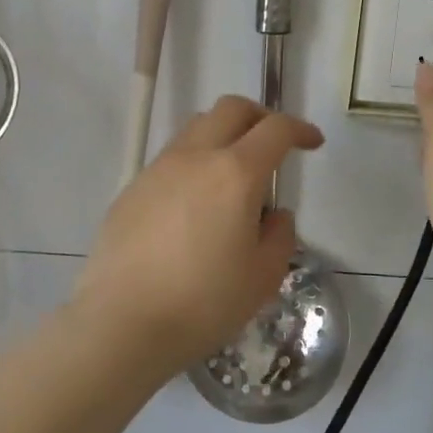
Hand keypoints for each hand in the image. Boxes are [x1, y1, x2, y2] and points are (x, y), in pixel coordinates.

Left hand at [76, 96, 324, 373]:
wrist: (120, 323)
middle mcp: (195, 157)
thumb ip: (279, 236)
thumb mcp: (262, 277)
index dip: (299, 129)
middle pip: (231, 109)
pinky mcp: (132, 188)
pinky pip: (171, 159)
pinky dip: (194, 164)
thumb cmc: (202, 303)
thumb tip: (272, 214)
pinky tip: (194, 206)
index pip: (275, 129)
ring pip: (197, 128)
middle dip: (260, 117)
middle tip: (273, 145)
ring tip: (232, 175)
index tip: (312, 142)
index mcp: (235, 173)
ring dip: (223, 136)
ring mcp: (158, 169)